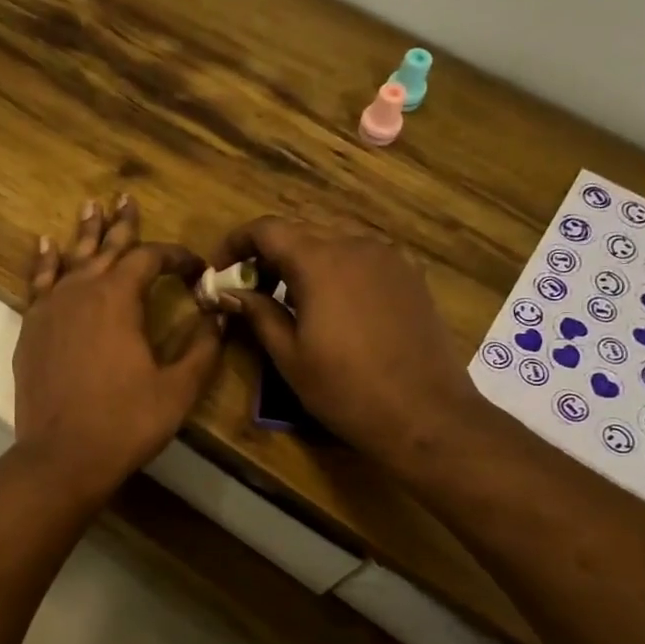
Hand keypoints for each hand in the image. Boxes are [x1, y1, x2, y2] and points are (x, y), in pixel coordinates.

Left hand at [13, 196, 223, 500]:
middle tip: (126, 198)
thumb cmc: (125, 422)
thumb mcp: (177, 388)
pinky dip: (44, 262)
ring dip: (85, 234)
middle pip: (106, 248)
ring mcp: (50, 308)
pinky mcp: (31, 329)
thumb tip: (220, 316)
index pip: (150, 259)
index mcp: (119, 298)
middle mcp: (81, 291)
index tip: (196, 268)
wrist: (62, 456)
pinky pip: (39, 283)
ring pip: (71, 258)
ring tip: (91, 207)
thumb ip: (203, 348)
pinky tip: (45, 245)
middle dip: (122, 225)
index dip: (175, 257)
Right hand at [209, 218, 473, 474]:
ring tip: (291, 298)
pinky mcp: (411, 275)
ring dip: (304, 259)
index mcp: (319, 262)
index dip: (236, 242)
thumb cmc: (346, 389)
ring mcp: (389, 258)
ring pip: (334, 240)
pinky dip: (337, 268)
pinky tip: (335, 304)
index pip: (267, 229)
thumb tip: (229, 292)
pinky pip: (363, 256)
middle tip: (251, 288)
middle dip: (269, 253)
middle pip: (300, 231)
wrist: (425, 414)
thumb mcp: (289, 356)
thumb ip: (257, 313)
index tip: (219, 269)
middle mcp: (356, 245)